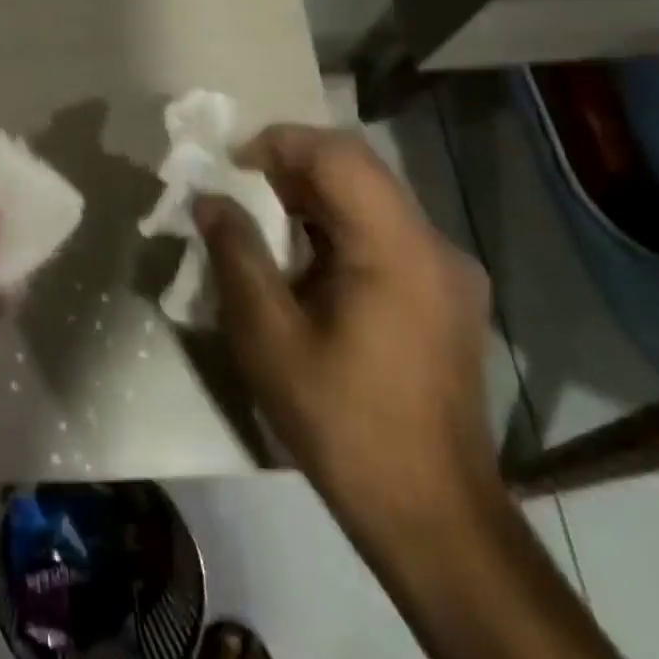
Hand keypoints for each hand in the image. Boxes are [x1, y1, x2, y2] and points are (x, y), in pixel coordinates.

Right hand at [195, 125, 496, 543]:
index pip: (338, 155)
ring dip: (313, 199)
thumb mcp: (269, 337)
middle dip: (291, 168)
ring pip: (372, 201)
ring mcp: (448, 272)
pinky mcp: (446, 297)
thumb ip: (236, 255)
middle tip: (237, 190)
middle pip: (359, 171)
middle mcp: (435, 246)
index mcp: (397, 249)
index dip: (278, 144)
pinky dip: (337, 230)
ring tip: (261, 225)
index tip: (230, 166)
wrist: (431, 514)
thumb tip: (209, 200)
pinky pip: (385, 235)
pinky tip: (304, 265)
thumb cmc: (342, 422)